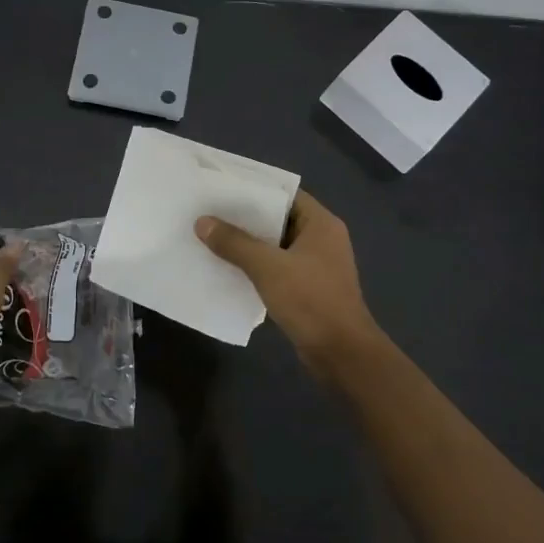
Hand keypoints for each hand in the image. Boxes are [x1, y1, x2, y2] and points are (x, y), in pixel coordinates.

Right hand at [196, 191, 381, 375]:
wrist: (342, 354)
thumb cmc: (310, 300)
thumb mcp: (268, 267)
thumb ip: (235, 243)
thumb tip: (202, 222)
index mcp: (321, 224)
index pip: (285, 194)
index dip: (255, 189)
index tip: (222, 188)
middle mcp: (321, 239)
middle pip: (279, 219)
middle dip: (245, 219)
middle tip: (209, 212)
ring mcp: (316, 266)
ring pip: (276, 246)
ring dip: (249, 245)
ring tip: (211, 238)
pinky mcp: (309, 289)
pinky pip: (277, 269)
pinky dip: (256, 267)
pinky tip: (228, 269)